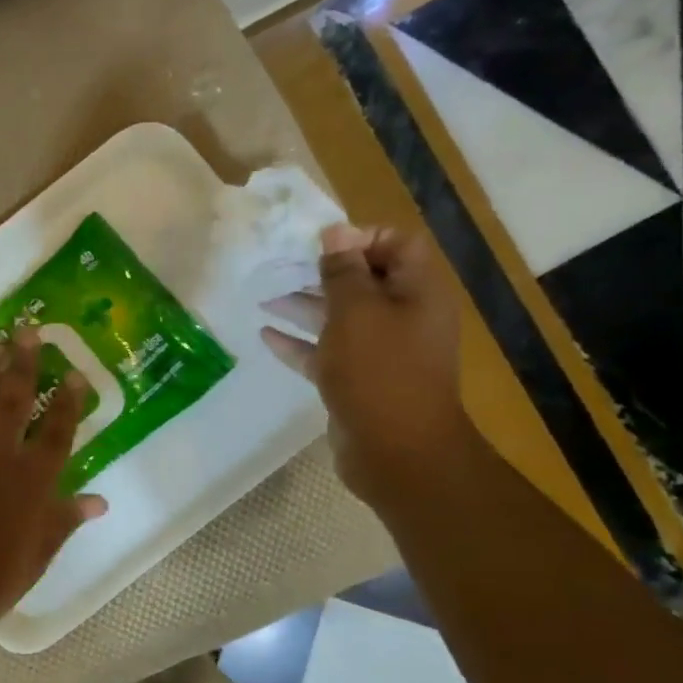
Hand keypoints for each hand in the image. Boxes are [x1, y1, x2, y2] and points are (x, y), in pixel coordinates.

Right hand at [260, 223, 473, 506]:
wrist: (397, 452)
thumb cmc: (379, 370)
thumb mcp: (356, 311)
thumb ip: (343, 270)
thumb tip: (336, 230)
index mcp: (417, 292)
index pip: (395, 244)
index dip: (358, 238)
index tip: (318, 245)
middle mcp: (404, 317)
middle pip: (362, 281)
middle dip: (322, 272)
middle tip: (281, 266)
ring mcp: (381, 352)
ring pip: (340, 318)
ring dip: (304, 305)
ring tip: (265, 296)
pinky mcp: (358, 380)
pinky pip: (327, 353)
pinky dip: (300, 343)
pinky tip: (265, 335)